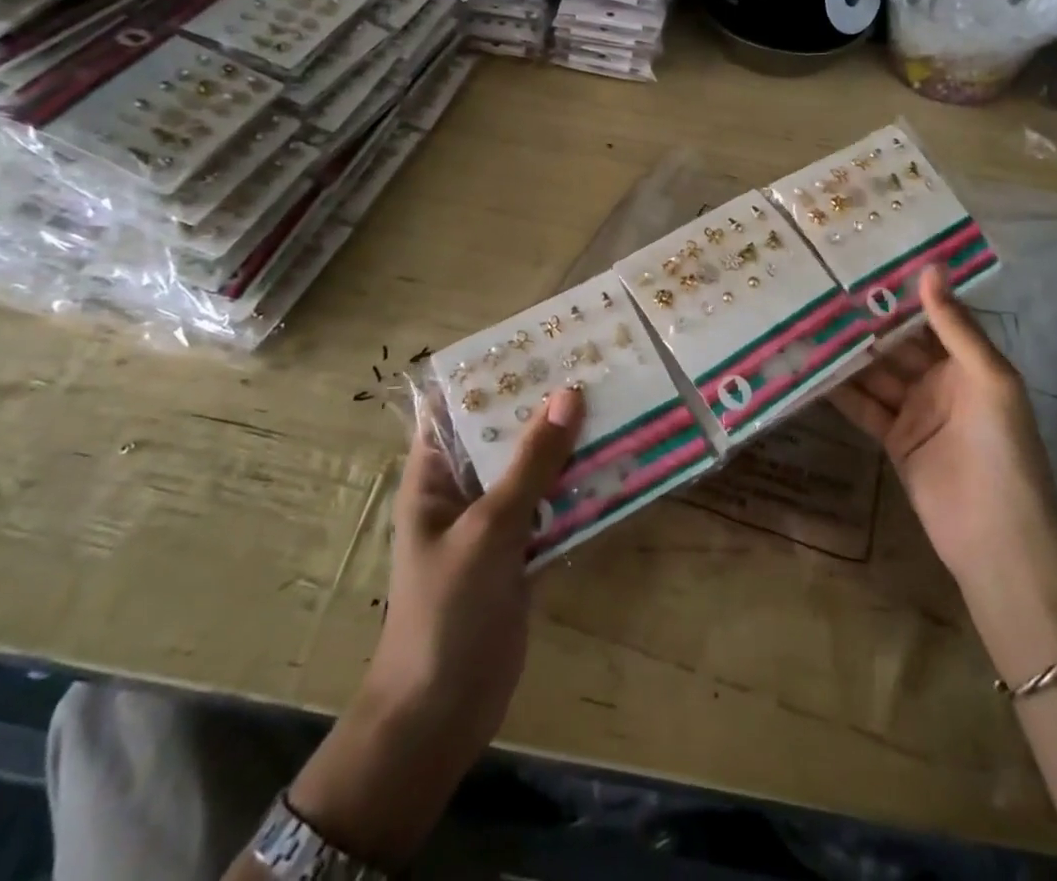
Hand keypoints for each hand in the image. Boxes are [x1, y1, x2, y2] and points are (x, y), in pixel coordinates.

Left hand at [284, 386, 584, 869]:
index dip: (492, 373)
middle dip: (546, 404)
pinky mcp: (523, 551)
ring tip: (618, 402)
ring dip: (571, 445)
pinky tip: (620, 464)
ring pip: (537, 469)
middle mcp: (465, 490)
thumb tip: (569, 393)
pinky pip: (556, 507)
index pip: (457, 407)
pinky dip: (582, 489)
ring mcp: (496, 522)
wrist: (441, 715)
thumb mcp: (488, 529)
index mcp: (435, 475)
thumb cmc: (446, 611)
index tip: (539, 341)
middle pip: (507, 434)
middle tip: (595, 364)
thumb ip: (531, 464)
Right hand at [828, 268, 1056, 674]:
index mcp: (969, 362)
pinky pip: (864, 407)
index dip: (904, 294)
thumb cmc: (1001, 447)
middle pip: (898, 344)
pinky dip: (840, 391)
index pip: (933, 317)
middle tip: (826, 291)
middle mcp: (941, 380)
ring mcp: (915, 411)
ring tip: (810, 323)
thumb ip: (955, 327)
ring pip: (876, 373)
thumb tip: (931, 268)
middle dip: (868, 322)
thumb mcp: (988, 378)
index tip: (868, 264)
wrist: (995, 535)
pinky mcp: (894, 440)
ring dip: (848, 353)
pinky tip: (812, 370)